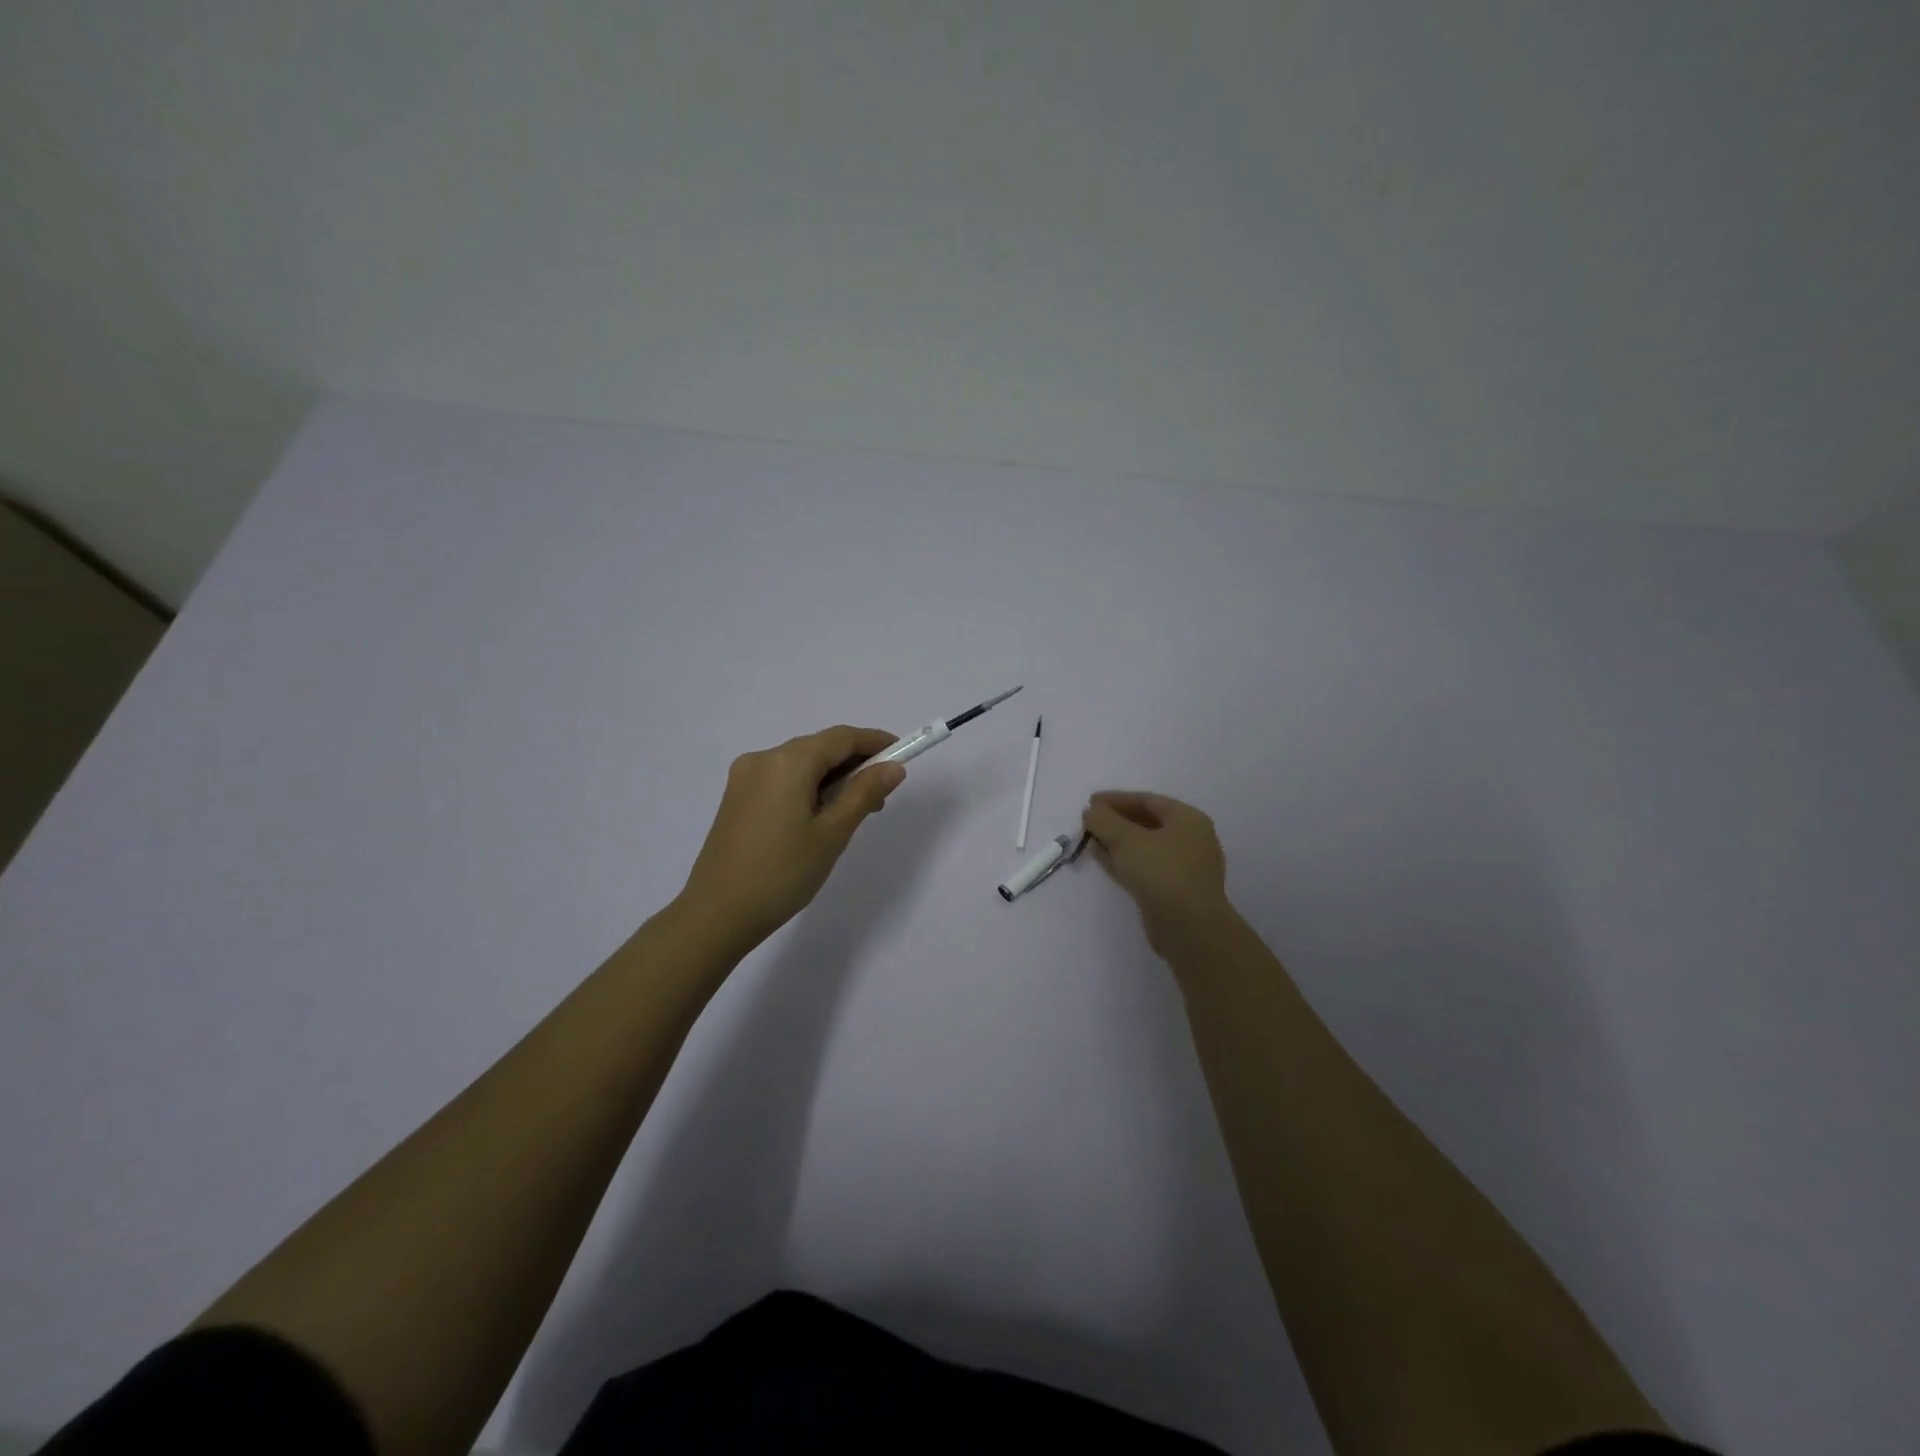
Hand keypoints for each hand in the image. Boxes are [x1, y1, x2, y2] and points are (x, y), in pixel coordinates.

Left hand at [679, 725, 905, 950]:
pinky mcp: (737, 798)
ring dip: (832, 779)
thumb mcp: (832, 834)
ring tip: (855, 813)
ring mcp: (745, 778)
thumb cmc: (782, 873)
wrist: (717, 914)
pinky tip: (821, 817)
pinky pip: (783, 779)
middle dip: (854, 765)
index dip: (875, 742)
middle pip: (820, 748)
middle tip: (882, 797)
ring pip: (801, 764)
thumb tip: (893, 767)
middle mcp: (763, 758)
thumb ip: (864, 793)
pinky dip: (808, 788)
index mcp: (787, 761)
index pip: (841, 738)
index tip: (902, 755)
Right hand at [1082, 791, 1231, 954]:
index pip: (1148, 800)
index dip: (1116, 799)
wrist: (1189, 927)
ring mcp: (1185, 867)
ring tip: (1091, 840)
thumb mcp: (1126, 840)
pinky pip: (1146, 867)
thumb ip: (1104, 820)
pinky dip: (1124, 861)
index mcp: (1188, 819)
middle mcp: (1191, 840)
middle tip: (1090, 821)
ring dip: (1117, 842)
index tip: (1091, 802)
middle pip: (1148, 823)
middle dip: (1116, 821)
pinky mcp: (1175, 891)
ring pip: (1145, 847)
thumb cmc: (1161, 872)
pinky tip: (1102, 859)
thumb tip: (1091, 810)